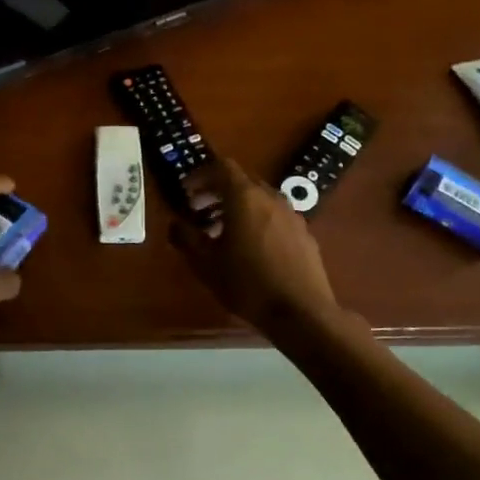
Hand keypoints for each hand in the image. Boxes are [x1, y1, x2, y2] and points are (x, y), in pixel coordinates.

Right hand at [170, 157, 341, 334]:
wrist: (300, 312)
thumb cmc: (247, 284)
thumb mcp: (206, 264)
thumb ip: (187, 238)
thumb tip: (175, 224)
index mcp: (244, 198)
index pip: (222, 167)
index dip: (201, 175)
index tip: (187, 192)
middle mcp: (271, 198)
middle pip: (242, 181)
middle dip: (217, 192)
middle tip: (199, 211)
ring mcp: (292, 215)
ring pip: (260, 199)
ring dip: (238, 208)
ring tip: (222, 233)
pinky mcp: (304, 234)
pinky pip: (275, 217)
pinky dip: (257, 221)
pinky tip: (251, 249)